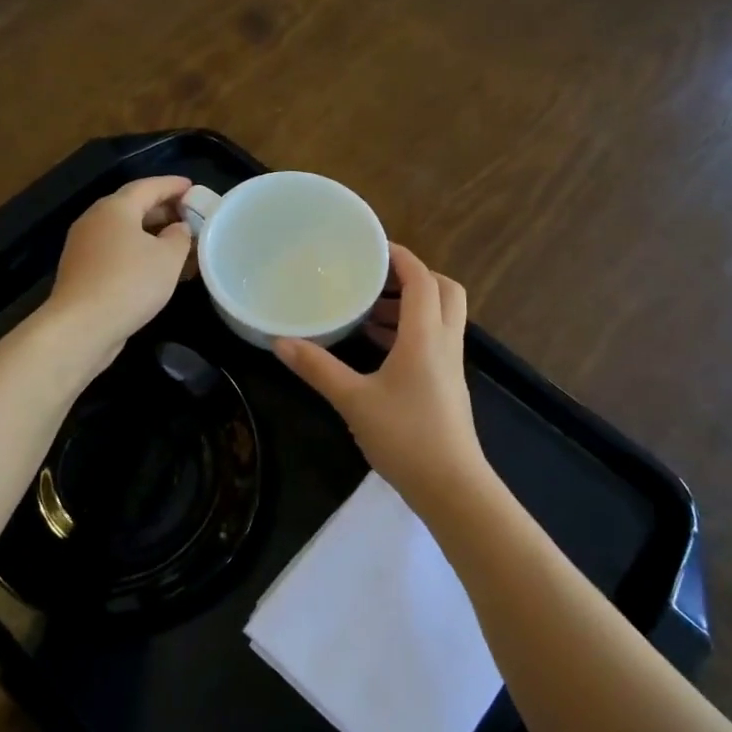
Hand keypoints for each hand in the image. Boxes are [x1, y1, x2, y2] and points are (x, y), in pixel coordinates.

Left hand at [46, 176, 193, 366]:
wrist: (82, 325)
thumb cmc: (130, 283)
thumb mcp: (168, 258)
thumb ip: (180, 237)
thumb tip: (179, 228)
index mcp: (115, 208)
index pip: (148, 186)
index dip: (173, 185)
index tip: (193, 187)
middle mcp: (95, 220)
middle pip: (133, 207)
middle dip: (163, 210)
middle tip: (189, 216)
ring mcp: (84, 246)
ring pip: (124, 231)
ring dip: (151, 234)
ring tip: (178, 244)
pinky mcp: (82, 271)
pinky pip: (116, 251)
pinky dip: (137, 252)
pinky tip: (155, 268)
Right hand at [275, 244, 490, 512]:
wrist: (452, 486)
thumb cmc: (405, 436)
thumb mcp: (353, 400)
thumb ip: (317, 368)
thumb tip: (280, 342)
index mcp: (426, 335)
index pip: (421, 279)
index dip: (400, 256)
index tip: (372, 246)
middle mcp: (445, 342)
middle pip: (443, 290)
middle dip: (413, 276)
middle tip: (375, 278)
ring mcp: (450, 365)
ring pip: (441, 316)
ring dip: (411, 305)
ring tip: (368, 311)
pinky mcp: (448, 385)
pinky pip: (435, 340)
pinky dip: (411, 331)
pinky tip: (378, 348)